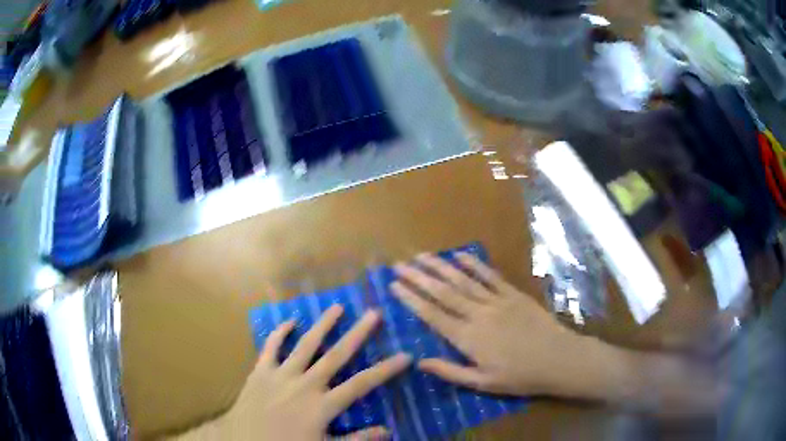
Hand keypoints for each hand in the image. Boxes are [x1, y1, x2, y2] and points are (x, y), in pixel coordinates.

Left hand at [225, 305, 411, 440]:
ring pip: (306, 344)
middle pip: (337, 355)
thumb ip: (356, 439)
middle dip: (358, 334)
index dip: (385, 370)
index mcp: (322, 405)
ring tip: (337, 307)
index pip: (362, 384)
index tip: (405, 356)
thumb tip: (387, 430)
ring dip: (323, 325)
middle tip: (374, 313)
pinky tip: (289, 321)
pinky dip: (279, 332)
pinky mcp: (260, 371)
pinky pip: (270, 347)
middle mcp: (305, 384)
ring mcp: (281, 374)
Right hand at [391, 253, 584, 396]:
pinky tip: (459, 255)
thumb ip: (451, 372)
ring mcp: (497, 301)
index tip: (394, 286)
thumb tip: (420, 362)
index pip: (433, 315)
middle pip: (444, 292)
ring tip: (422, 255)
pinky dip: (474, 264)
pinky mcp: (513, 294)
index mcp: (468, 339)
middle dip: (419, 277)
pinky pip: (490, 276)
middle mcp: (478, 315)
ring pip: (463, 280)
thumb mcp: (483, 383)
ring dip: (440, 267)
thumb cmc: (520, 376)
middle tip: (399, 264)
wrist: (559, 359)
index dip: (411, 299)